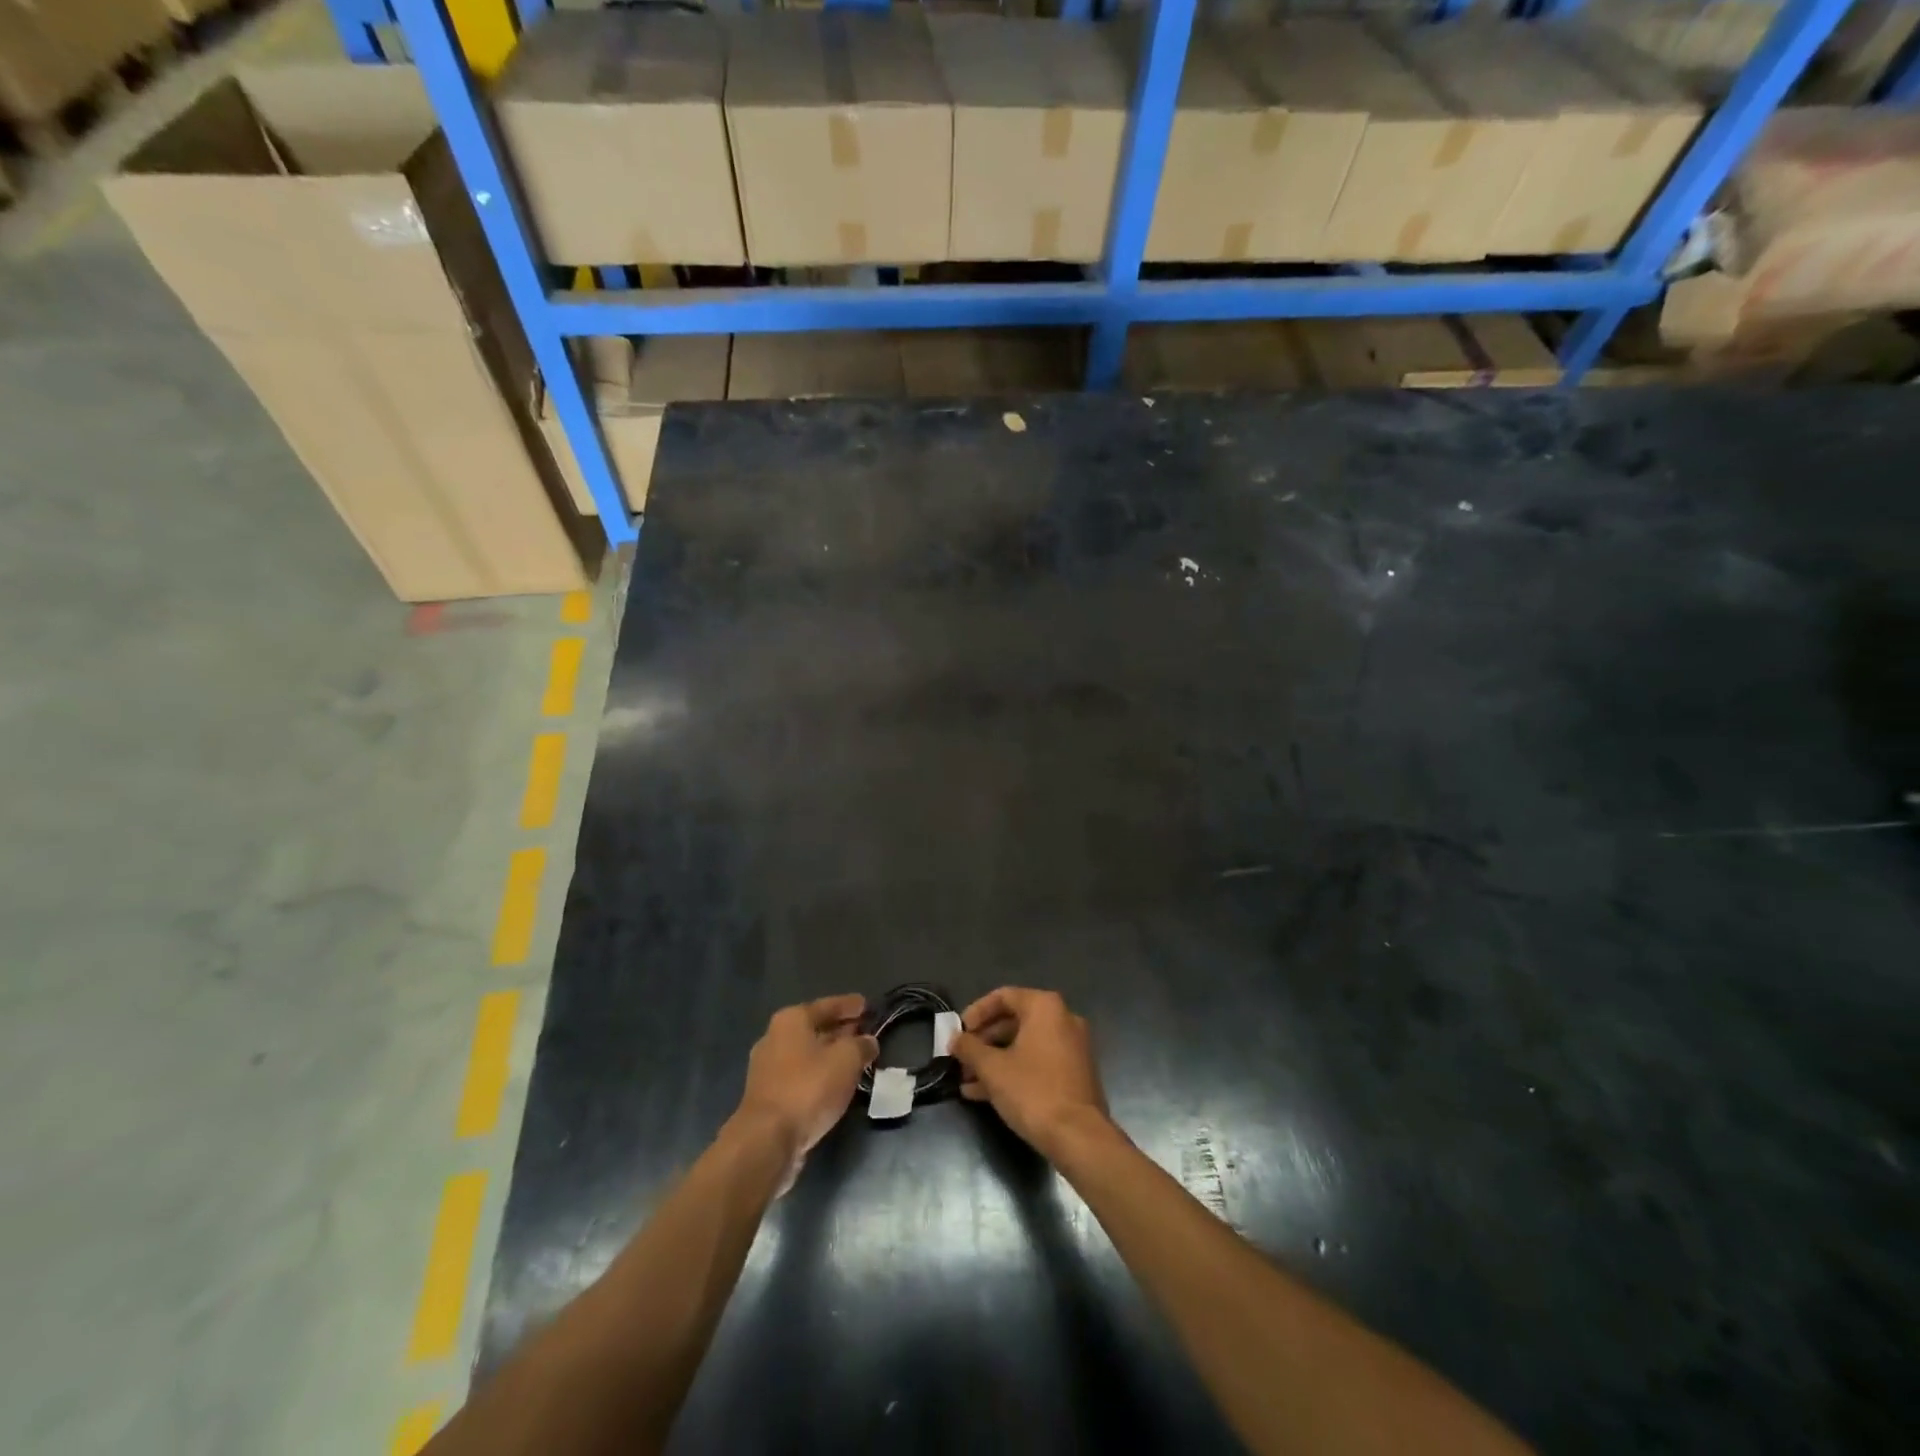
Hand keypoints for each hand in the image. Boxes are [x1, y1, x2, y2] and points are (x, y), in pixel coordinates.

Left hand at [733, 994, 877, 1185]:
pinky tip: (835, 1085)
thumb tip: (868, 1041)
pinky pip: (800, 1076)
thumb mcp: (847, 1060)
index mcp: (791, 1020)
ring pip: (807, 1054)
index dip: (849, 1005)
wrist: (767, 1140)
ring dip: (830, 1056)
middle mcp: (774, 1038)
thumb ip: (861, 1046)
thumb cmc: (808, 1088)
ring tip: (855, 1060)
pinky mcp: (768, 1097)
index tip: (867, 1005)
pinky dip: (819, 1076)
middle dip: (840, 1030)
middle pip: (815, 1028)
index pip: (827, 1005)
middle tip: (864, 1032)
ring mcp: (767, 1069)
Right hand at [949, 988, 1110, 1159]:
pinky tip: (985, 1094)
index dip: (976, 1013)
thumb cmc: (1033, 1091)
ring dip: (994, 1060)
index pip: (1003, 996)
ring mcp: (1071, 1047)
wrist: (1080, 1137)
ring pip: (1024, 1045)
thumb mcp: (992, 1069)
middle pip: (1013, 1021)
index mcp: (1045, 1007)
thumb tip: (955, 1040)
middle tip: (961, 1059)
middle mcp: (1063, 1019)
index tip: (958, 1033)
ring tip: (966, 1081)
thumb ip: (970, 1048)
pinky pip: (1037, 1062)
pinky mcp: (1074, 1073)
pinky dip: (1013, 1071)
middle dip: (983, 1041)